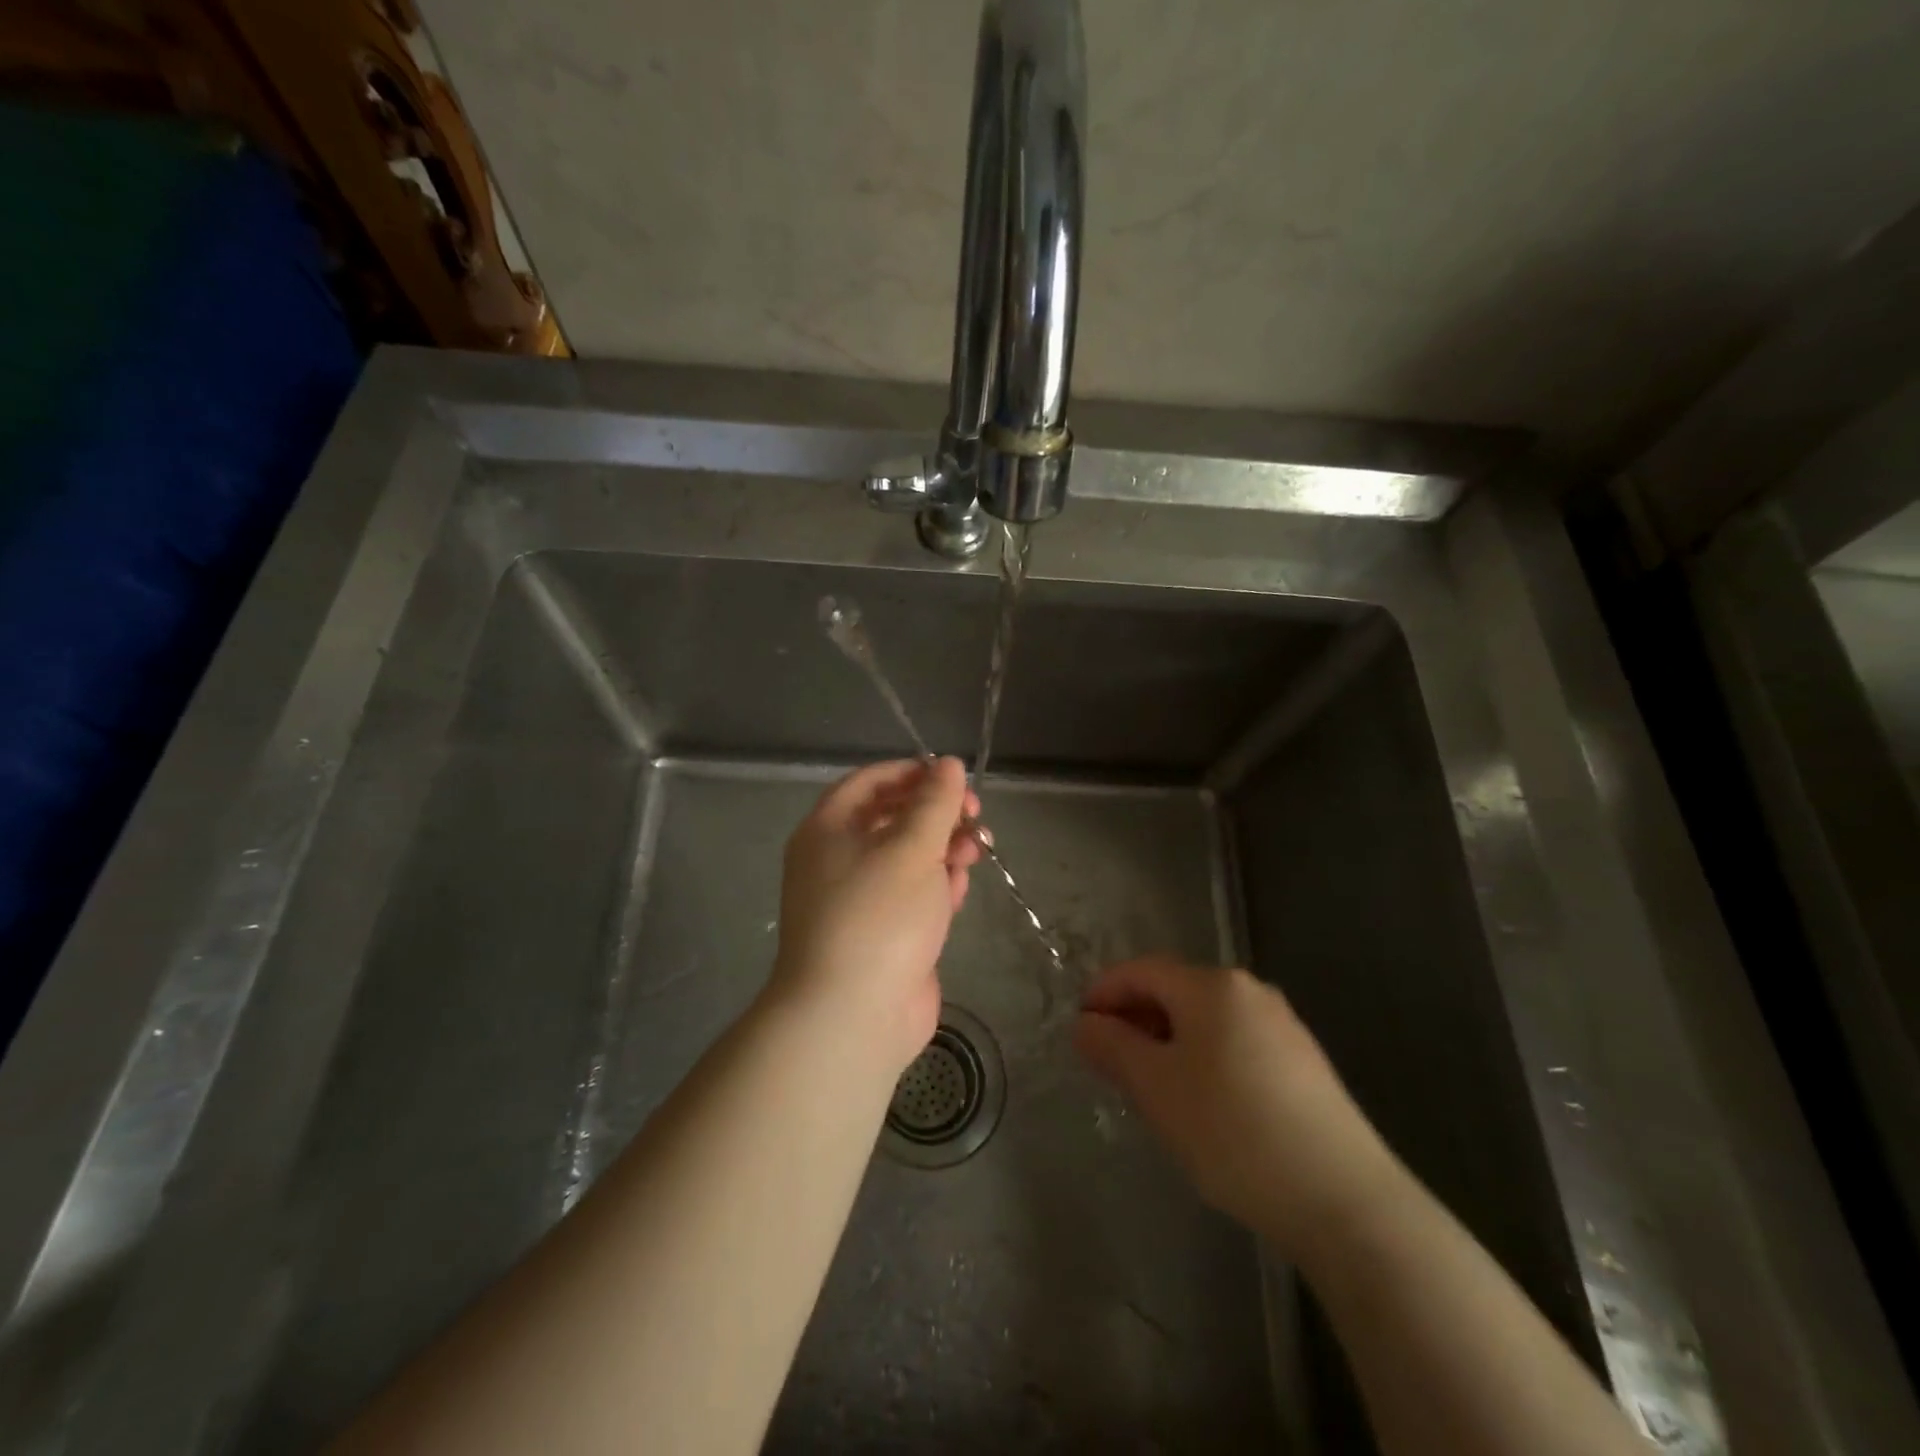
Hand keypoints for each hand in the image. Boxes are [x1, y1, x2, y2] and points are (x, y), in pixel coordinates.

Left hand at [769, 758, 980, 1072]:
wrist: (852, 1016)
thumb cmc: (878, 915)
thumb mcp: (912, 848)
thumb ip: (935, 802)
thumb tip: (949, 765)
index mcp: (828, 830)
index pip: (870, 782)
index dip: (913, 772)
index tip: (955, 777)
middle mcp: (837, 860)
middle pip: (892, 819)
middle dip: (938, 813)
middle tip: (976, 816)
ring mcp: (859, 900)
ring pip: (908, 858)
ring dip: (944, 848)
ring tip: (978, 849)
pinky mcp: (882, 933)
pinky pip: (912, 895)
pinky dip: (937, 885)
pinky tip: (960, 887)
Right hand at [1074, 956, 1401, 1259]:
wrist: (1344, 1200)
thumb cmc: (1232, 1130)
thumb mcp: (1156, 1088)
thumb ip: (1113, 1047)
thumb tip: (1086, 1024)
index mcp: (1212, 986)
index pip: (1142, 970)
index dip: (1104, 992)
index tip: (1079, 1027)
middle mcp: (1249, 991)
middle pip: (1175, 990)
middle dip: (1135, 1017)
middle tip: (1108, 1060)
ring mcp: (1283, 1025)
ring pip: (1206, 1018)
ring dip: (1168, 1039)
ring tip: (1149, 1084)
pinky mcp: (1303, 1063)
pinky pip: (1235, 1042)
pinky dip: (1203, 1057)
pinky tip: (1200, 1101)